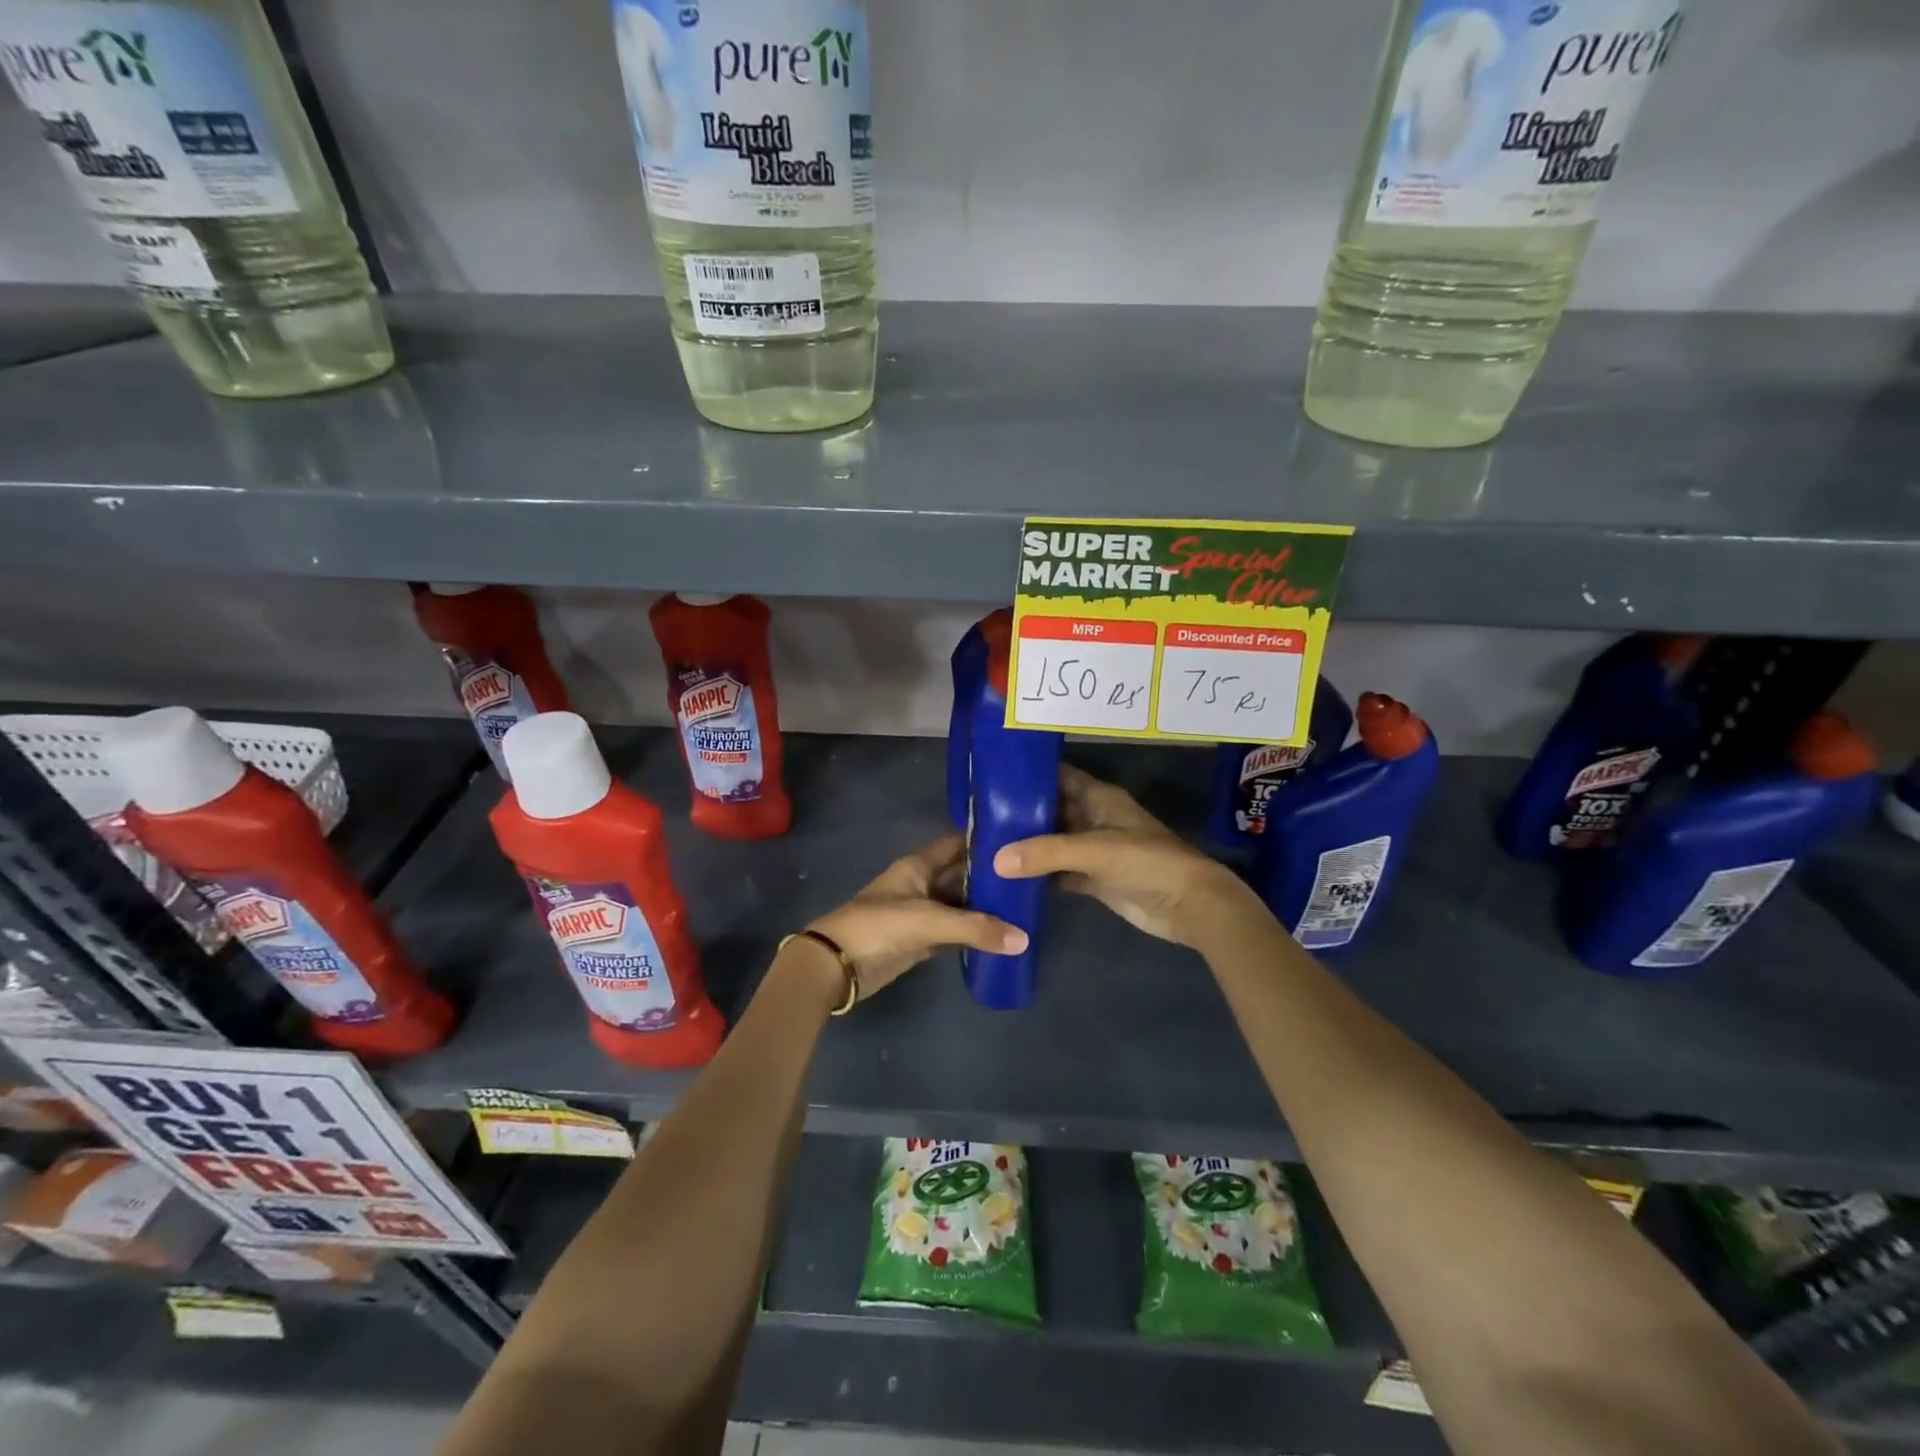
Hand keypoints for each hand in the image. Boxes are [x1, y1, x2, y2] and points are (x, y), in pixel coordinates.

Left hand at [803, 834, 1026, 1004]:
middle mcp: (921, 883)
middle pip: (961, 875)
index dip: (983, 840)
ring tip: (1024, 907)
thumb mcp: (929, 921)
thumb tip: (1024, 939)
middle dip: (990, 878)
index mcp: (918, 865)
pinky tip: (1000, 936)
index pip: (956, 844)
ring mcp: (920, 913)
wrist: (836, 965)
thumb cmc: (879, 926)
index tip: (1018, 839)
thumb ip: (976, 928)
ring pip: (959, 904)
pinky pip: (954, 932)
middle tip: (1030, 880)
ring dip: (984, 907)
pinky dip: (973, 933)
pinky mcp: (920, 940)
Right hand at [993, 765, 1256, 947]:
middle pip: (1050, 810)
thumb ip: (1046, 853)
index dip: (1028, 775)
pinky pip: (1059, 872)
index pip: (1057, 777)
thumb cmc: (1147, 862)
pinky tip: (1008, 878)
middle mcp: (1093, 819)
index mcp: (1099, 798)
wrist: (1189, 905)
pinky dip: (1038, 875)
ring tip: (984, 846)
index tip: (991, 776)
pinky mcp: (1094, 879)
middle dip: (1019, 814)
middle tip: (978, 817)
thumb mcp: (1096, 850)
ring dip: (1026, 846)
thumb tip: (996, 860)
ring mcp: (1094, 851)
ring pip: (1052, 843)